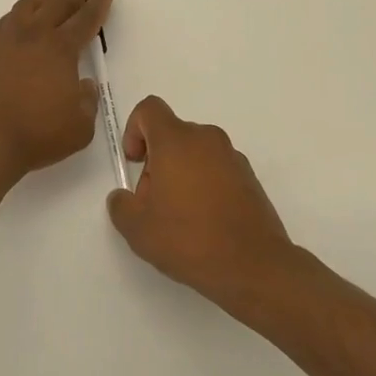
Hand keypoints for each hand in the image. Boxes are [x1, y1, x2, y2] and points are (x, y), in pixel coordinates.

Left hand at [0, 0, 114, 185]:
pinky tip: (21, 17)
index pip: (85, 19)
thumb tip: (84, 85)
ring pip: (28, 5)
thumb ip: (88, 102)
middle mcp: (33, 35)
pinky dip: (20, 12)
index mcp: (60, 48)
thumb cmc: (36, 135)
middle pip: (58, 3)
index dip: (97, 5)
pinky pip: (6, 20)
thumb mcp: (80, 127)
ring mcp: (4, 39)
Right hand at [106, 96, 298, 310]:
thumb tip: (124, 197)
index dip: (133, 130)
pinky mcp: (249, 178)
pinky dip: (204, 185)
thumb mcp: (138, 229)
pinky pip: (216, 169)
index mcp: (177, 140)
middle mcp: (206, 139)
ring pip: (194, 152)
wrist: (254, 266)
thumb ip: (121, 205)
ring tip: (179, 217)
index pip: (149, 109)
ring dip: (180, 174)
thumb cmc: (190, 239)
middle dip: (156, 162)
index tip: (134, 163)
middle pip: (171, 134)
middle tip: (153, 202)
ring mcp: (232, 157)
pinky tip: (204, 222)